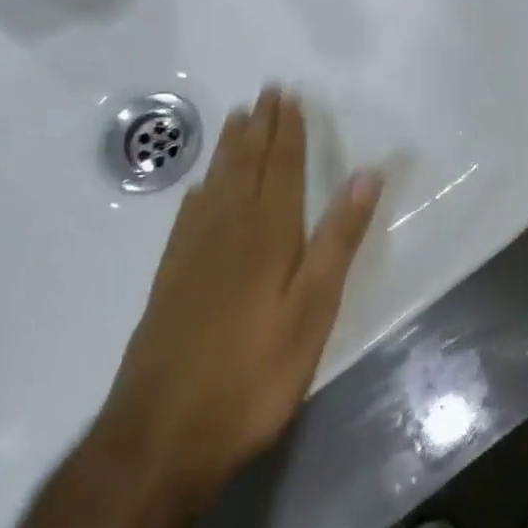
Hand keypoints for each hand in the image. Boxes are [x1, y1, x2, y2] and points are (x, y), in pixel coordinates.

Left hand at [102, 86, 381, 496]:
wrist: (162, 435)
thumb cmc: (253, 373)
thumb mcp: (313, 310)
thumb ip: (338, 240)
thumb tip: (366, 175)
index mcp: (268, 234)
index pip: (281, 167)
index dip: (288, 131)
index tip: (289, 96)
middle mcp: (229, 230)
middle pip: (246, 166)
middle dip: (259, 128)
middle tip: (264, 92)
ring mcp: (193, 254)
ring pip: (215, 184)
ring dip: (229, 148)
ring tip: (236, 118)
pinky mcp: (170, 280)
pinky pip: (188, 216)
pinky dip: (199, 191)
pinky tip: (199, 188)